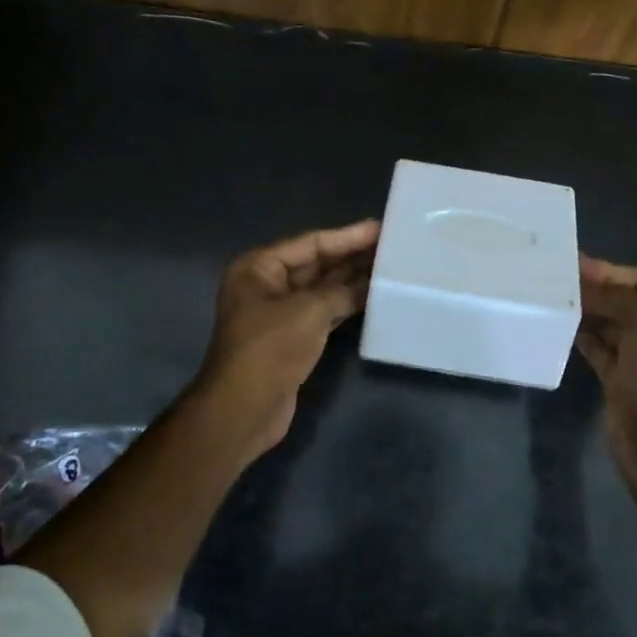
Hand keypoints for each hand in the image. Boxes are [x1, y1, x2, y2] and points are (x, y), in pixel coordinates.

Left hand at [192, 219, 379, 460]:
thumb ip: (341, 290)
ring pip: (321, 289)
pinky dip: (345, 305)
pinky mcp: (291, 338)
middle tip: (391, 247)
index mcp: (259, 268)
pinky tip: (372, 298)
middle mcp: (266, 285)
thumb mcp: (309, 311)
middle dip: (351, 256)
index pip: (310, 243)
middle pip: (315, 264)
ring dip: (351, 281)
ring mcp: (278, 314)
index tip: (380, 228)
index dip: (347, 236)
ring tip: (389, 268)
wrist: (244, 408)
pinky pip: (323, 313)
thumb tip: (370, 282)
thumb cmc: (270, 349)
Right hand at [576, 255, 636, 479]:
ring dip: (588, 312)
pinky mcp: (622, 379)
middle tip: (561, 279)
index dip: (614, 272)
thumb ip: (619, 297)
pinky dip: (584, 336)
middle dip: (598, 291)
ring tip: (557, 298)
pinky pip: (600, 349)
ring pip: (612, 325)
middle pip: (628, 302)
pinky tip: (563, 325)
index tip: (579, 264)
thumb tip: (589, 287)